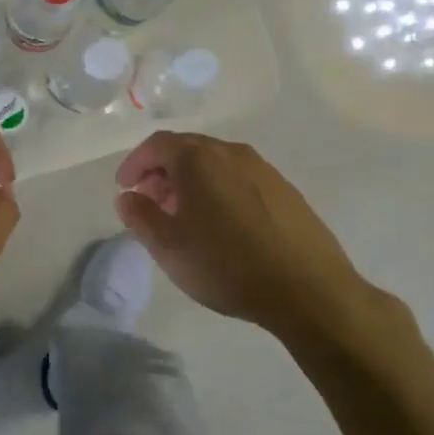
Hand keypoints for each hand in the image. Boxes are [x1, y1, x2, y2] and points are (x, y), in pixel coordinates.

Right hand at [114, 131, 382, 342]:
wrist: (308, 290)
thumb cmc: (226, 264)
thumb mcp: (168, 246)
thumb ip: (140, 216)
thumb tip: (128, 197)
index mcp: (199, 159)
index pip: (157, 145)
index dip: (135, 163)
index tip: (124, 188)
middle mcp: (232, 153)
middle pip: (188, 150)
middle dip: (162, 172)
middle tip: (150, 202)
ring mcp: (264, 170)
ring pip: (216, 164)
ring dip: (191, 182)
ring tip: (184, 217)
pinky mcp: (286, 191)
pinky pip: (240, 179)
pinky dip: (219, 191)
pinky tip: (221, 226)